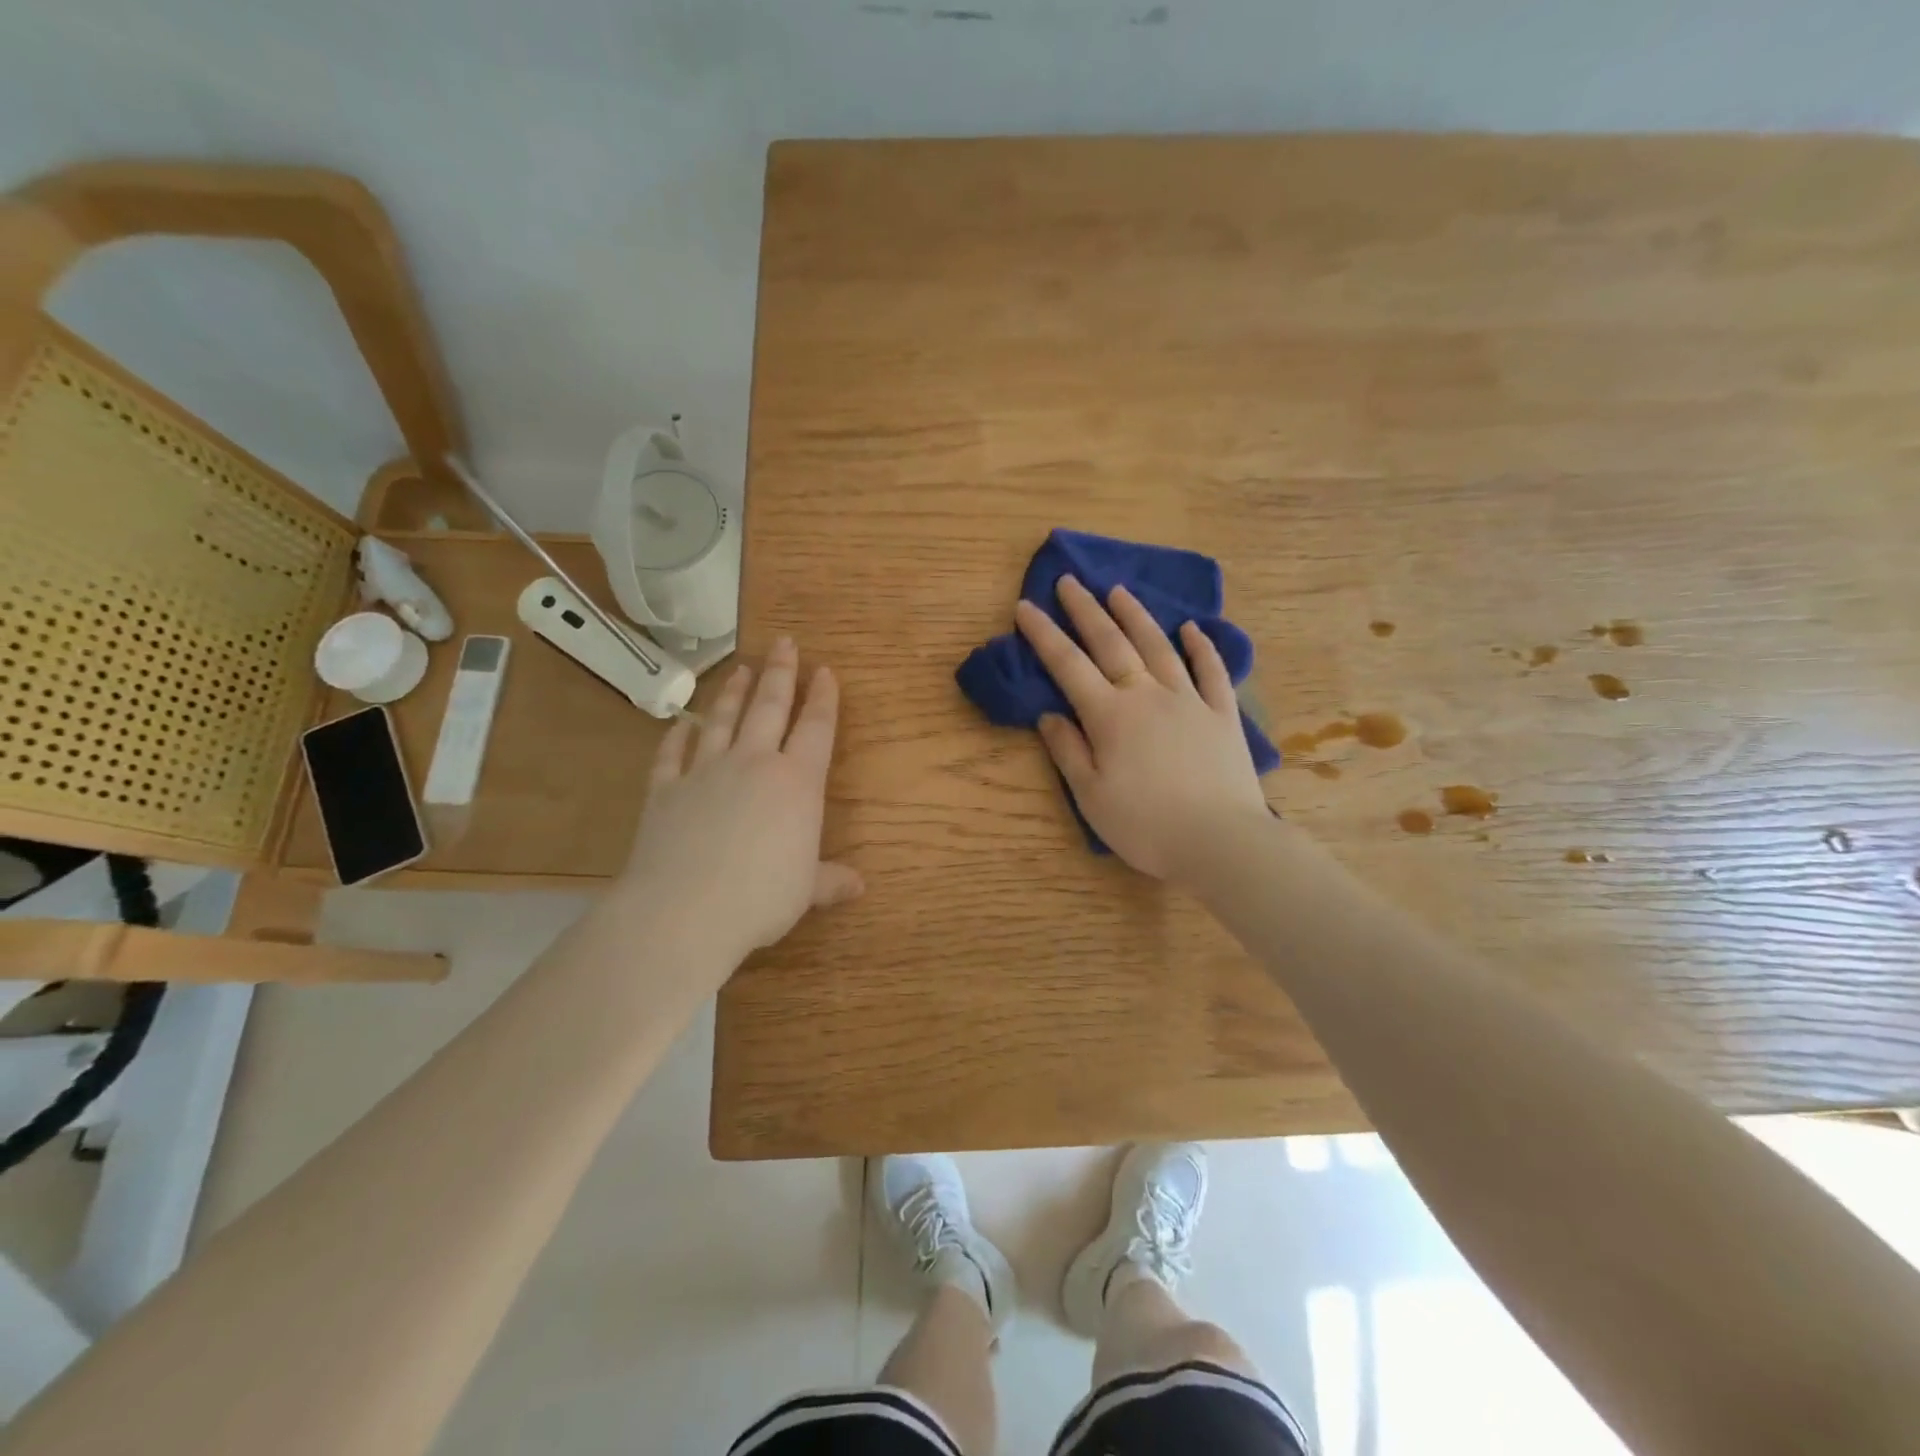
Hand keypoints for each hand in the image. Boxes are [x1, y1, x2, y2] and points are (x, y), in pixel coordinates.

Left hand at [618, 637, 863, 970]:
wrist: (685, 911)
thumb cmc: (761, 898)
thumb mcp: (806, 891)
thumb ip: (830, 880)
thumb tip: (859, 885)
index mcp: (797, 783)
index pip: (816, 729)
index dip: (824, 698)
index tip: (825, 670)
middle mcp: (753, 764)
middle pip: (770, 708)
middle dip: (781, 673)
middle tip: (784, 643)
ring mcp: (705, 772)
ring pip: (722, 720)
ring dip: (734, 692)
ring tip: (742, 669)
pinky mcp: (665, 790)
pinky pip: (672, 754)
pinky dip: (677, 737)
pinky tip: (681, 725)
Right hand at [1015, 577, 1270, 880]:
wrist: (1220, 841)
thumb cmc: (1146, 825)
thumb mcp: (1091, 796)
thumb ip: (1068, 751)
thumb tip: (1048, 715)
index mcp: (1110, 716)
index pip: (1068, 665)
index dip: (1044, 635)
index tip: (1025, 606)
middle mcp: (1147, 695)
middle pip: (1112, 643)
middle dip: (1086, 610)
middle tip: (1069, 581)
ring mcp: (1189, 700)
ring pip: (1158, 647)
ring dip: (1136, 616)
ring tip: (1118, 591)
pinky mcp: (1222, 714)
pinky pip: (1211, 671)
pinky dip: (1201, 647)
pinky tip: (1191, 629)